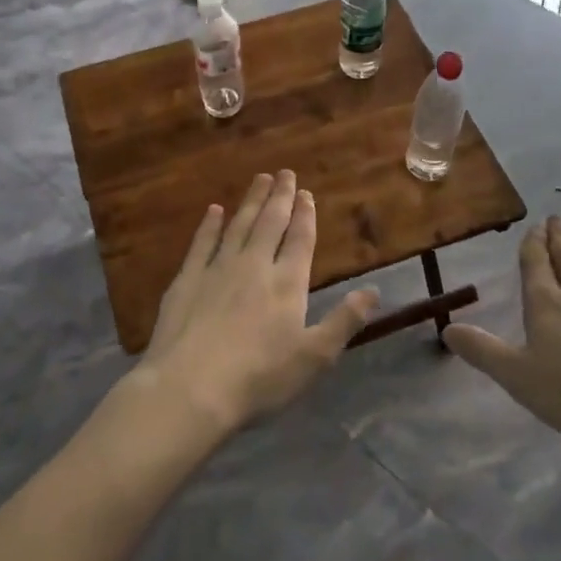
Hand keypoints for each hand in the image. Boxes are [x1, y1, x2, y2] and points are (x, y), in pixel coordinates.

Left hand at [137, 170, 378, 433]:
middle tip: (284, 172)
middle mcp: (254, 266)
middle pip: (270, 223)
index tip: (306, 193)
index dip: (305, 215)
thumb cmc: (259, 378)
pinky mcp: (187, 280)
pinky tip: (214, 210)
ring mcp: (217, 269)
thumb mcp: (315, 357)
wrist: (191, 388)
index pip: (300, 240)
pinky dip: (209, 225)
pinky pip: (201, 243)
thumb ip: (345, 321)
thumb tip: (373, 290)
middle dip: (279, 197)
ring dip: (250, 201)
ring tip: (259, 179)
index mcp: (287, 284)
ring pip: (238, 226)